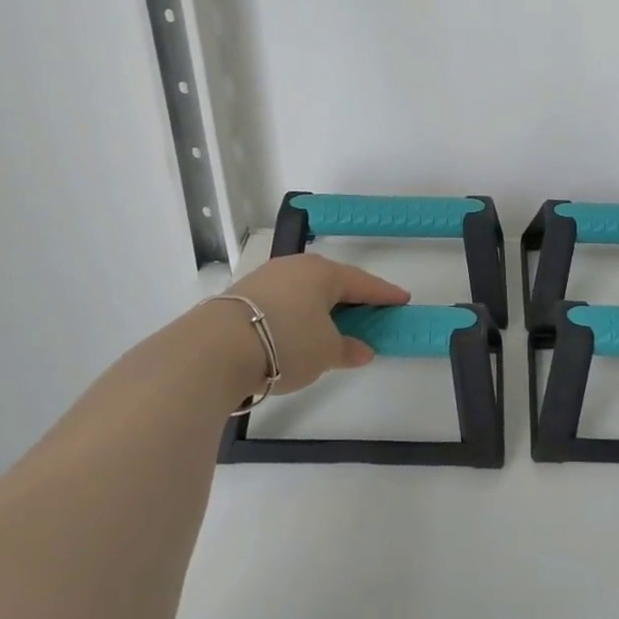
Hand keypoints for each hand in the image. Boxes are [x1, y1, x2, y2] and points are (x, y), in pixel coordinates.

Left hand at [221, 253, 408, 394]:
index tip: (402, 300)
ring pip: (304, 290)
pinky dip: (296, 313)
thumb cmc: (287, 343)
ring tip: (330, 325)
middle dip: (350, 297)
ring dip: (320, 306)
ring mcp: (266, 278)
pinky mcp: (242, 294)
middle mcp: (296, 267)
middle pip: (332, 282)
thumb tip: (362, 350)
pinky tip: (296, 330)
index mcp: (324, 273)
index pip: (363, 283)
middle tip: (367, 312)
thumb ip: (348, 349)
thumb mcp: (326, 352)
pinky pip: (283, 300)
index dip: (385, 294)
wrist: (216, 349)